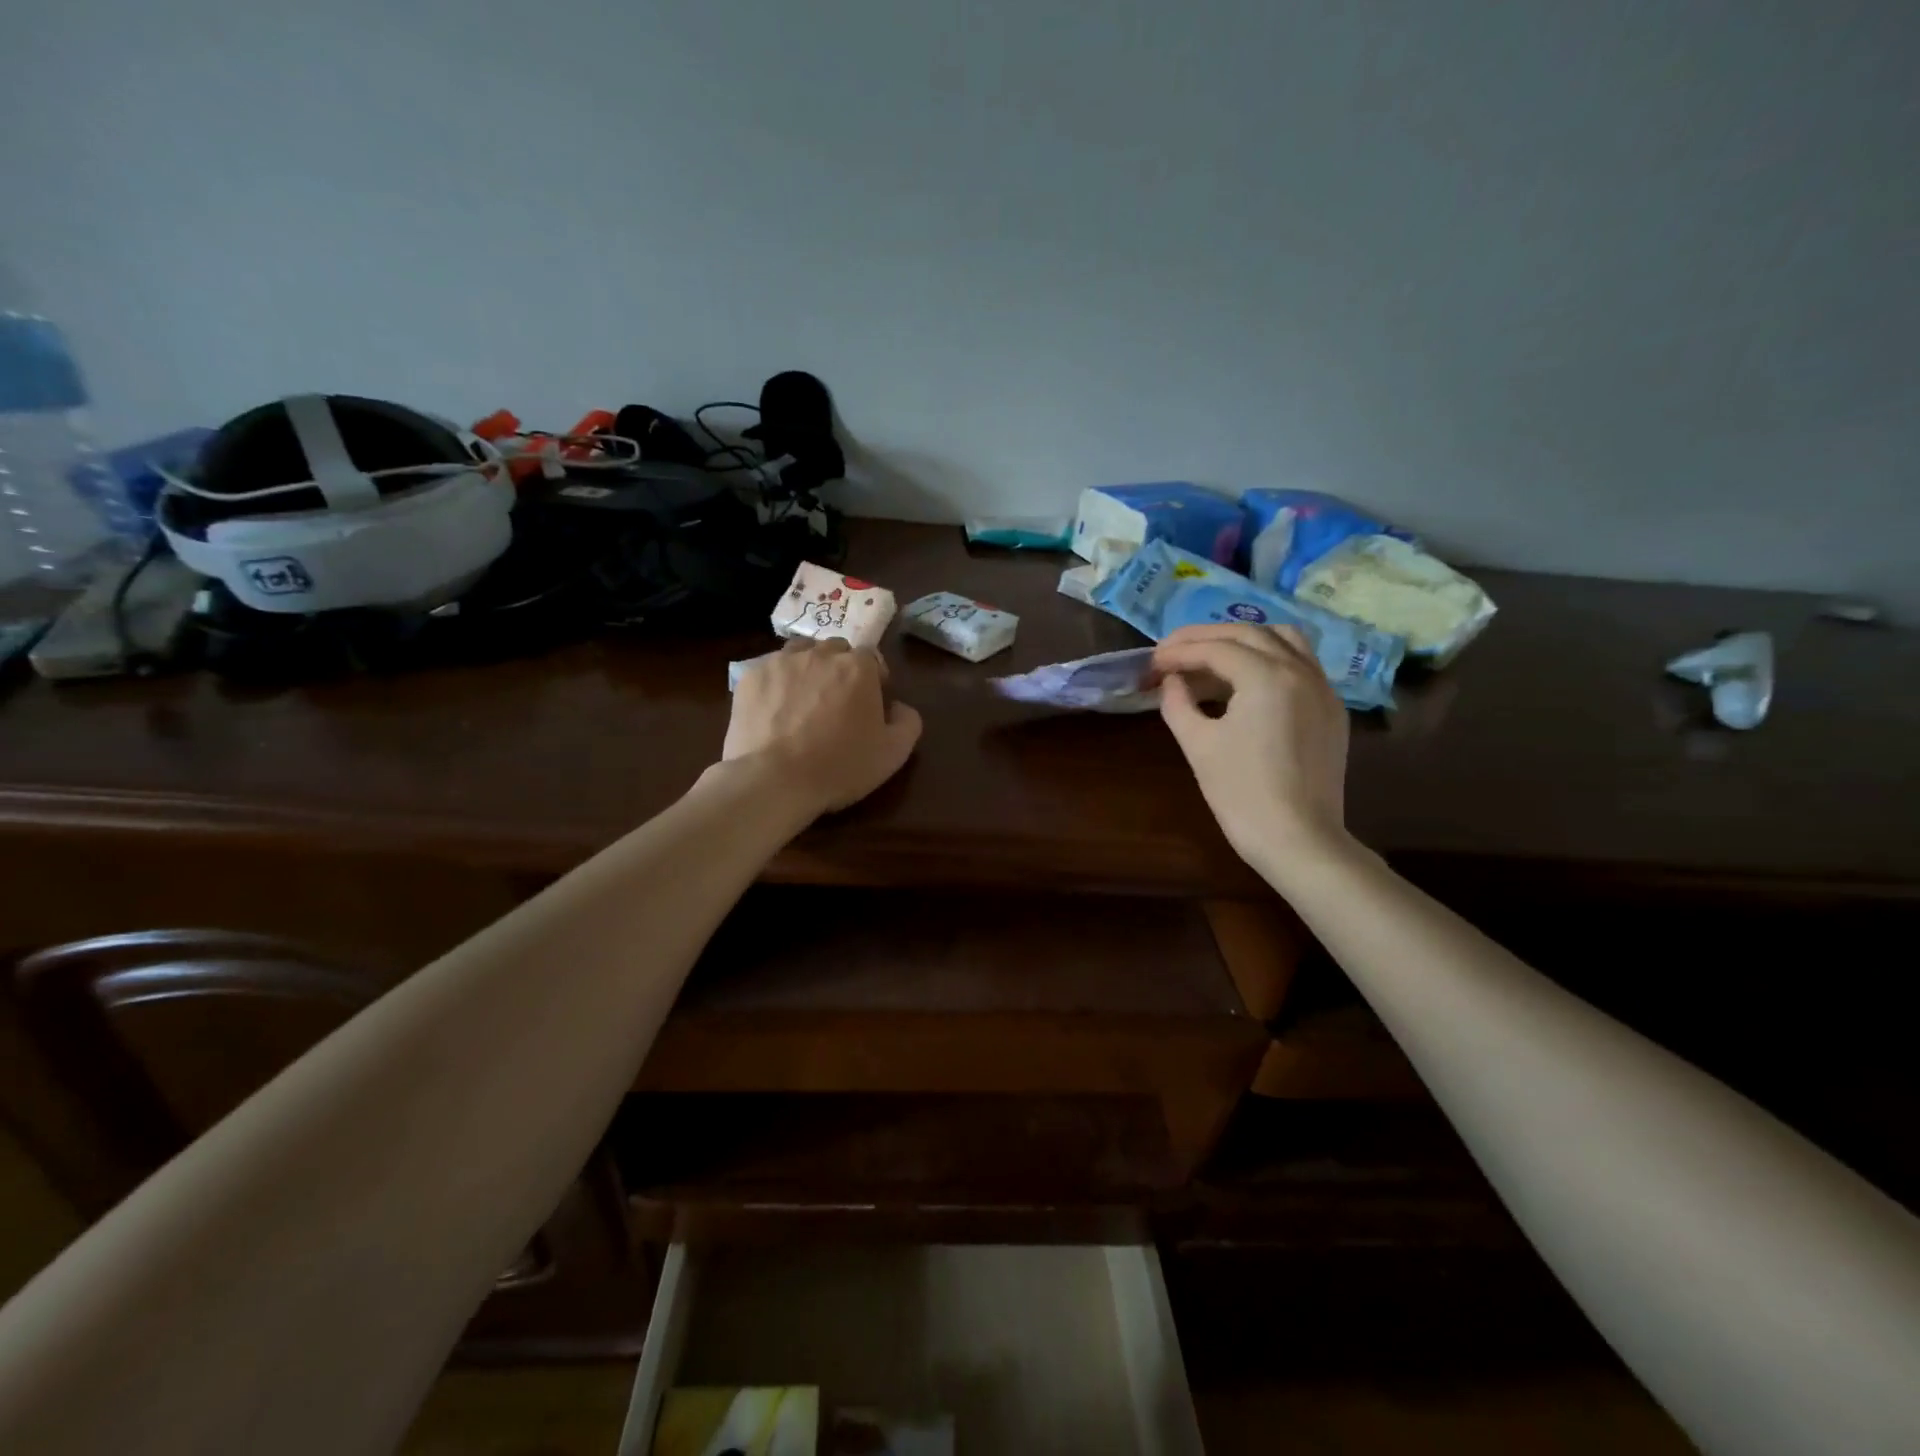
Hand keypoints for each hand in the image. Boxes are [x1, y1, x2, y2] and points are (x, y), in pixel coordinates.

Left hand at [721, 639, 922, 817]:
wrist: (774, 780)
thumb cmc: (840, 766)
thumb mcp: (893, 753)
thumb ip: (908, 722)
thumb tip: (899, 707)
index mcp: (859, 667)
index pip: (872, 658)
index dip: (873, 679)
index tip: (869, 703)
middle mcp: (820, 654)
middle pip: (836, 650)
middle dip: (840, 669)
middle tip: (837, 702)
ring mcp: (781, 662)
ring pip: (800, 652)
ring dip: (808, 668)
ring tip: (804, 699)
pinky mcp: (750, 677)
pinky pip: (770, 669)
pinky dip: (777, 683)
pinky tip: (775, 709)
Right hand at [1153, 623, 1351, 874]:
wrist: (1298, 840)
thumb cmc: (1241, 794)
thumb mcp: (1198, 745)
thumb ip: (1178, 703)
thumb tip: (1172, 682)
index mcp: (1268, 677)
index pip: (1216, 648)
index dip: (1178, 652)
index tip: (1151, 662)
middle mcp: (1301, 671)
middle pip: (1249, 633)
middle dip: (1206, 638)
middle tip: (1171, 652)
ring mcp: (1323, 689)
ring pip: (1283, 640)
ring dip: (1243, 640)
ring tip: (1211, 657)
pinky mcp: (1331, 710)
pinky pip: (1301, 664)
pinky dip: (1269, 659)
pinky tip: (1245, 682)